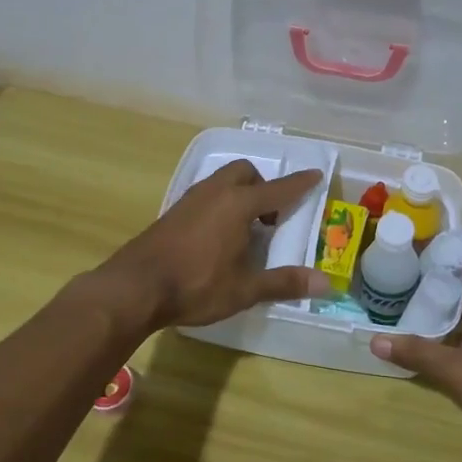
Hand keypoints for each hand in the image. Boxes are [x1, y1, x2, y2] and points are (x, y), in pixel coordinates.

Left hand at [98, 160, 329, 330]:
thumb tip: (326, 283)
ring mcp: (190, 199)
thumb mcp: (244, 289)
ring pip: (222, 181)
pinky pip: (206, 194)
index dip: (299, 183)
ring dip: (240, 193)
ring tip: (246, 228)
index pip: (278, 190)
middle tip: (270, 217)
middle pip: (245, 172)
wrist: (135, 287)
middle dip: (263, 185)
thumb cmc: (196, 285)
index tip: (316, 174)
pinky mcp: (173, 212)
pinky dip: (221, 203)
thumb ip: (284, 282)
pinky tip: (217, 235)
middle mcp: (215, 193)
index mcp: (238, 205)